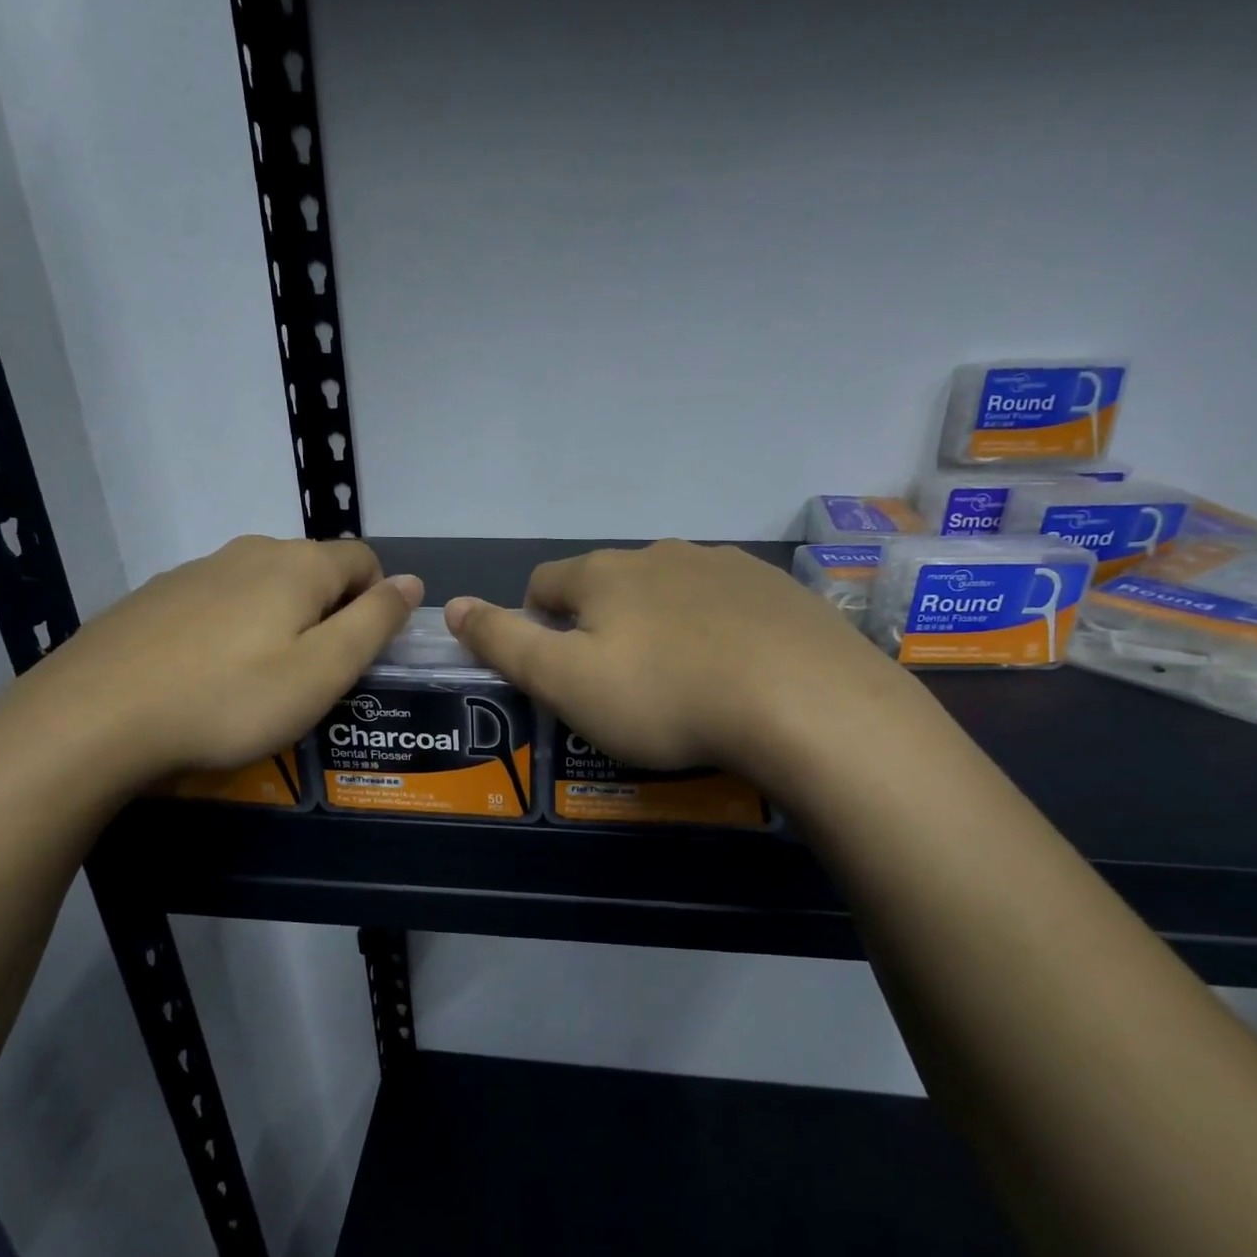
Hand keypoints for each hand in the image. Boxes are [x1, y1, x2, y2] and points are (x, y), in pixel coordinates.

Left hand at [24, 535, 420, 789]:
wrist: (93, 717)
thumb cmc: (229, 699)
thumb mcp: (322, 671)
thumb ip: (374, 623)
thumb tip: (411, 582)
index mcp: (297, 565)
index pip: (364, 561)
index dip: (377, 603)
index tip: (359, 656)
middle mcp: (249, 551)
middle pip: (314, 571)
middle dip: (329, 615)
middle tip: (313, 678)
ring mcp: (196, 570)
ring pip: (264, 587)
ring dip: (280, 622)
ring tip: (259, 682)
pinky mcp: (156, 597)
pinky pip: (218, 603)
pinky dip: (232, 630)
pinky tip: (207, 676)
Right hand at [446, 540, 925, 787]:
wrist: (805, 703)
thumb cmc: (664, 696)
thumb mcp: (564, 681)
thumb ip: (502, 641)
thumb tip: (451, 604)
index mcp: (604, 574)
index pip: (544, 584)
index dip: (535, 622)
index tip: (552, 668)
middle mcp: (660, 554)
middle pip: (607, 583)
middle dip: (598, 623)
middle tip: (614, 683)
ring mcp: (724, 566)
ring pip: (667, 590)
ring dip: (657, 623)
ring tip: (676, 680)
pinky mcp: (775, 590)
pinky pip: (723, 604)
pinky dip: (712, 629)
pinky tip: (731, 671)